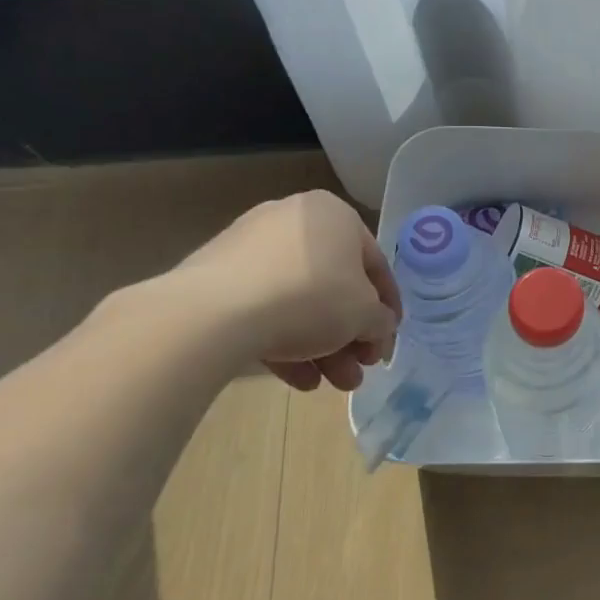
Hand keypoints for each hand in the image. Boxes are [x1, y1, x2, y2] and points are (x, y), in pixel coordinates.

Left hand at [172, 190, 401, 391]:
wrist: (212, 314)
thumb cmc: (311, 297)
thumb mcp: (365, 314)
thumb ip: (381, 321)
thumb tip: (379, 329)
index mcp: (334, 214)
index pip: (374, 264)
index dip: (387, 308)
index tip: (386, 342)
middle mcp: (293, 220)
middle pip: (334, 285)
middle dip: (349, 336)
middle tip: (358, 371)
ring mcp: (250, 247)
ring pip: (298, 300)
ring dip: (322, 345)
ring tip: (331, 385)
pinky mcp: (217, 277)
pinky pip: (263, 308)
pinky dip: (284, 340)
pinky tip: (298, 380)